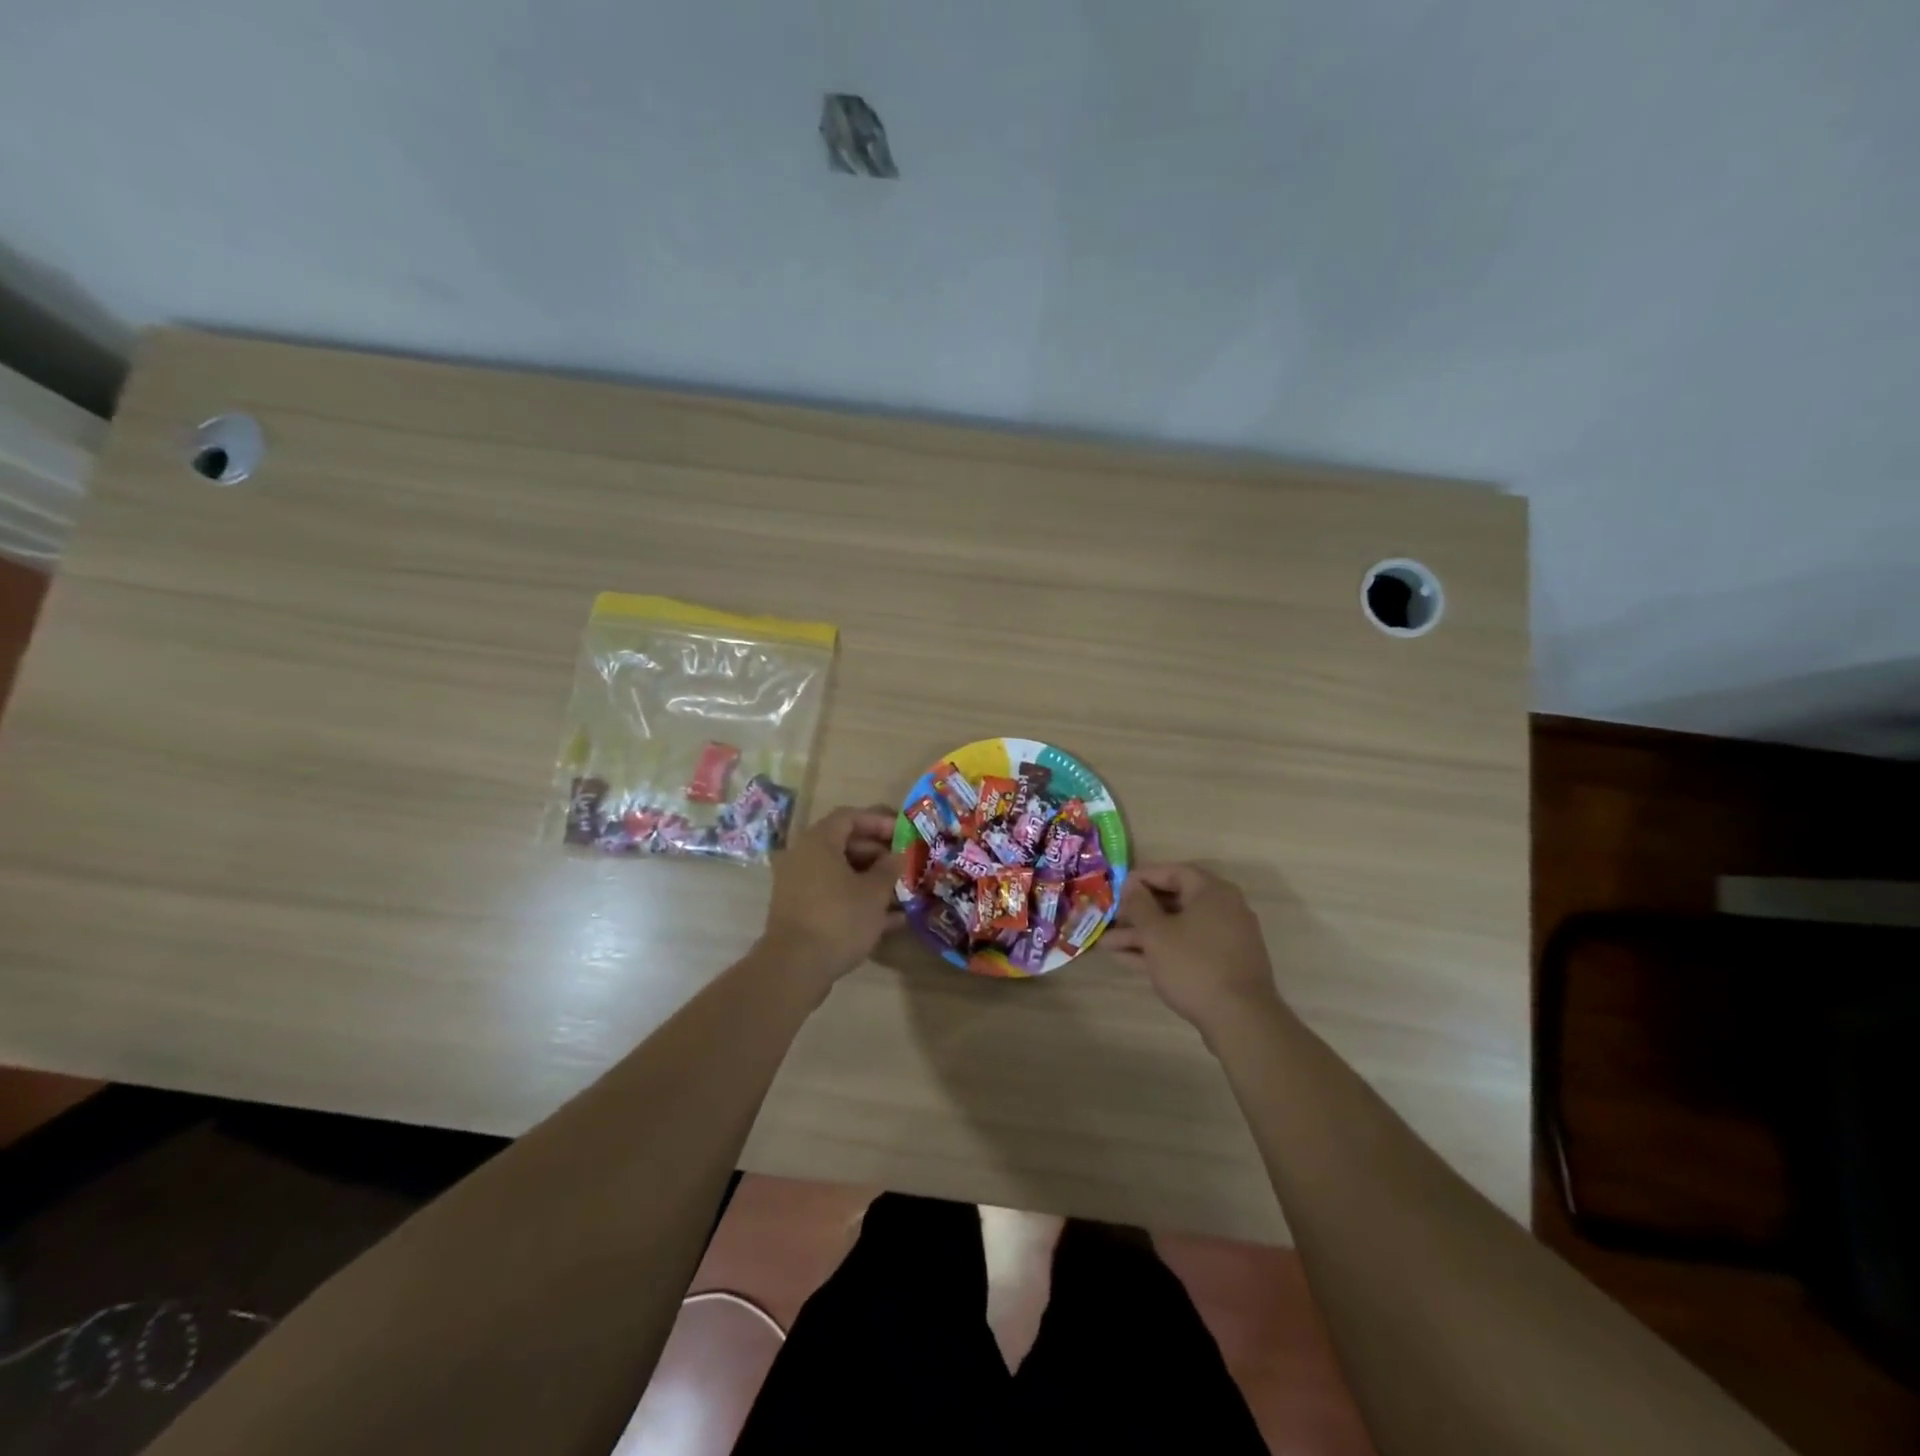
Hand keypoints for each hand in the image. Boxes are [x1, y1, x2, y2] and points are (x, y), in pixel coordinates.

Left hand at [757, 805, 904, 994]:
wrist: (795, 968)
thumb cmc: (839, 919)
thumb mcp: (874, 892)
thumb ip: (889, 869)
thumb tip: (897, 856)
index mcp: (818, 842)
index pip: (849, 817)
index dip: (878, 822)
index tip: (903, 833)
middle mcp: (803, 857)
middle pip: (844, 844)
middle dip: (878, 854)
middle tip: (904, 865)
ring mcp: (799, 885)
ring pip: (840, 873)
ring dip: (871, 880)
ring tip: (903, 892)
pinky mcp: (800, 911)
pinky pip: (833, 896)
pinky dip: (858, 901)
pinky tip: (891, 919)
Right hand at [1104, 864, 1281, 1033]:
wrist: (1241, 1020)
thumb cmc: (1194, 965)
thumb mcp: (1156, 933)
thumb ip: (1139, 905)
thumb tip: (1131, 885)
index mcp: (1212, 892)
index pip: (1174, 872)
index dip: (1143, 877)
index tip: (1118, 888)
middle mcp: (1224, 909)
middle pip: (1174, 901)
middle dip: (1138, 912)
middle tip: (1111, 919)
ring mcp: (1226, 939)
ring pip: (1177, 928)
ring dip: (1143, 935)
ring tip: (1108, 944)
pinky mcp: (1223, 965)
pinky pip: (1187, 948)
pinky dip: (1161, 950)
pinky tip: (1129, 960)